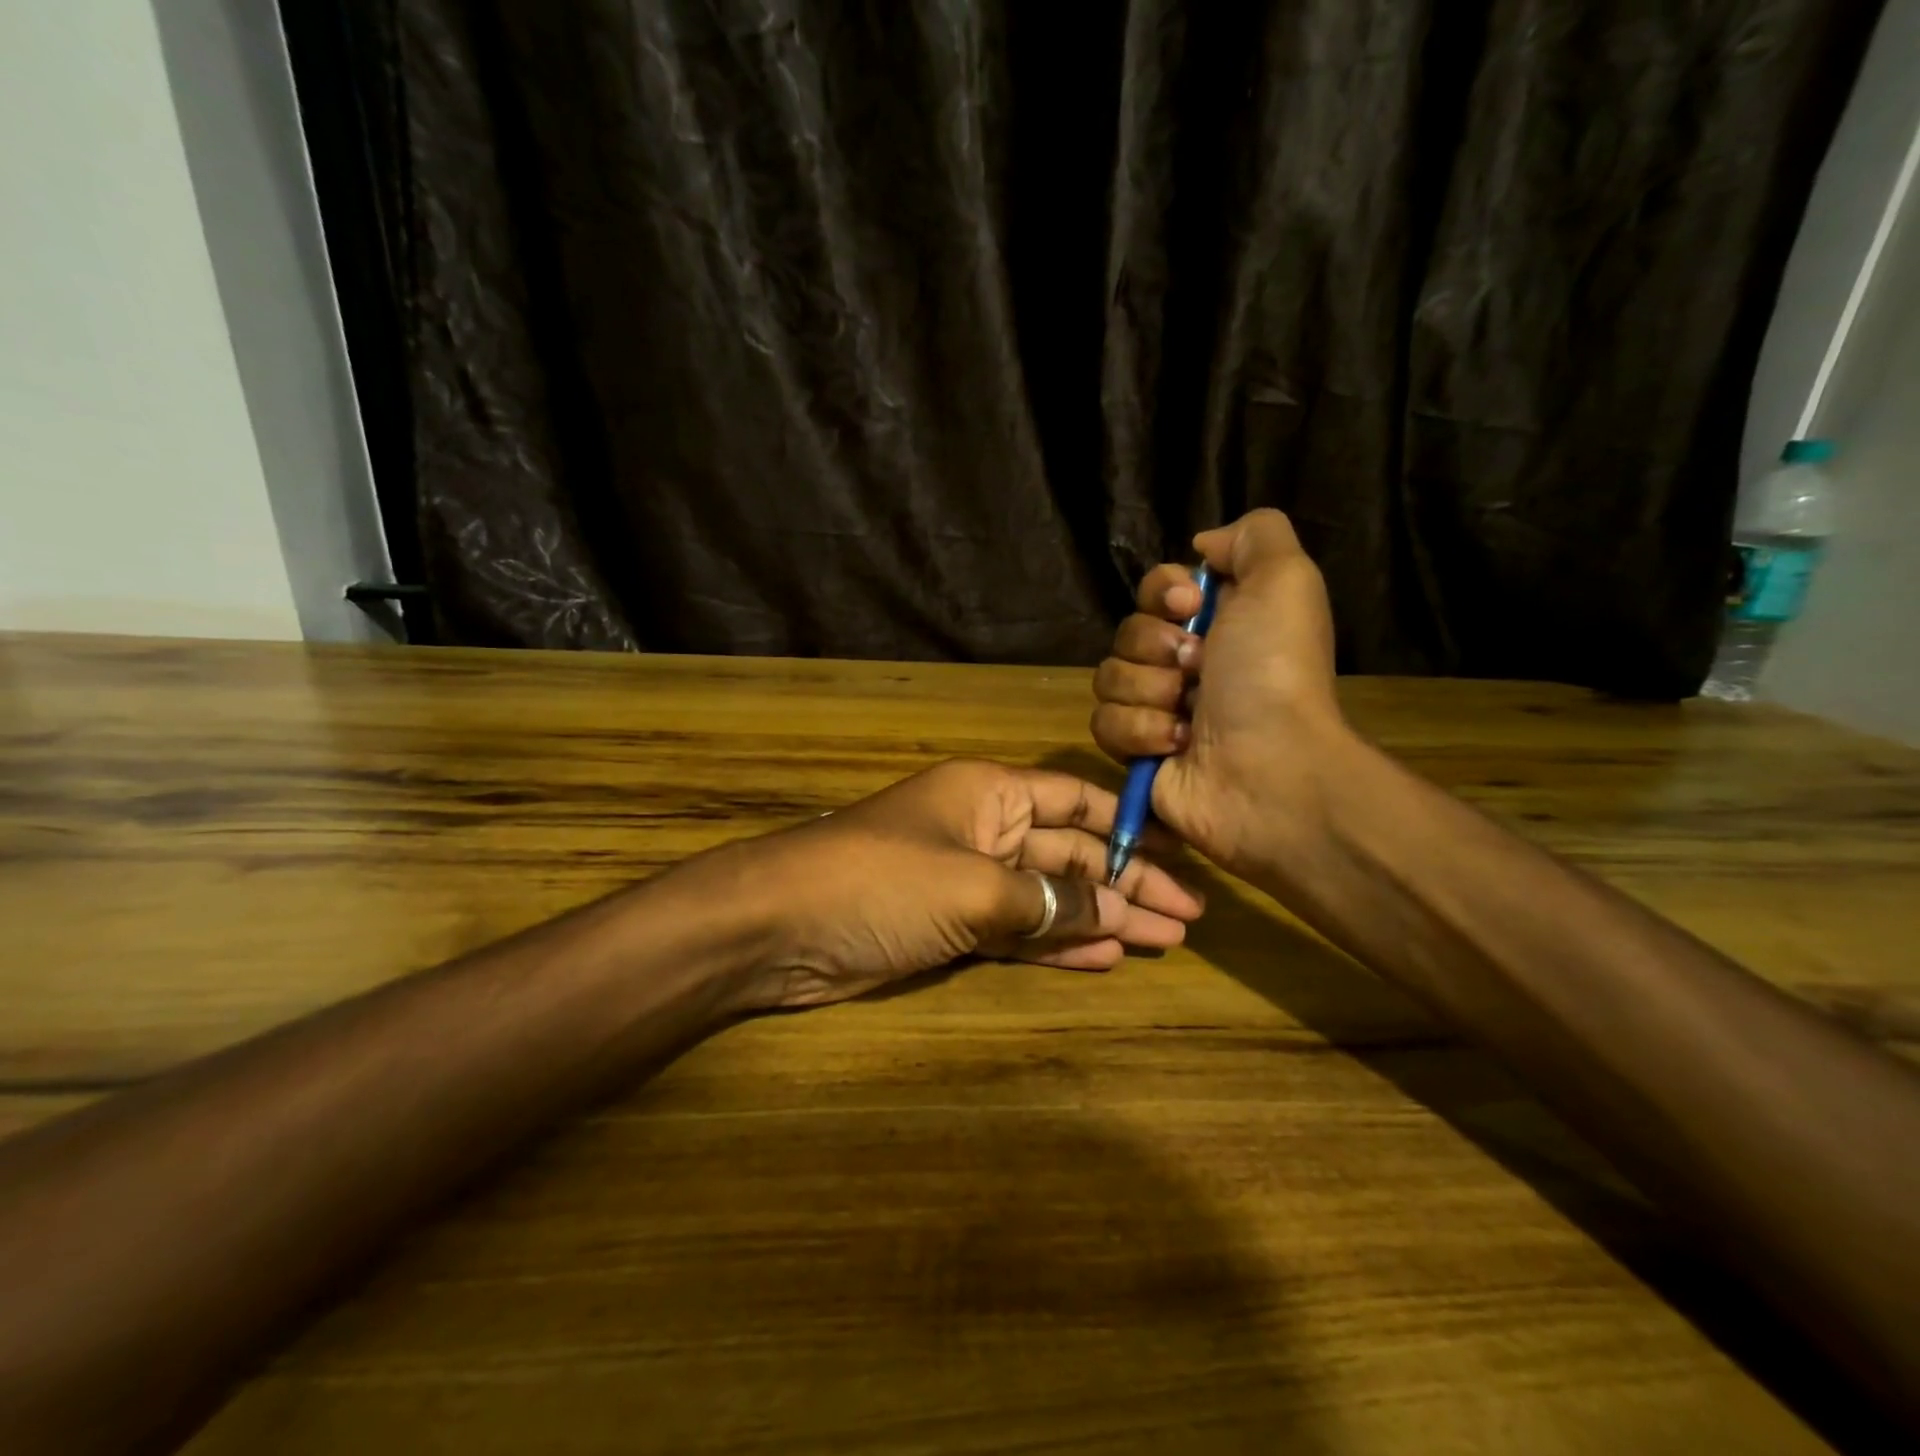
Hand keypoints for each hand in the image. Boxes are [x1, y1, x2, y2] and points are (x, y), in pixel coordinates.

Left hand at [704, 759, 1204, 1010]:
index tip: (1178, 862)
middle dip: (1124, 884)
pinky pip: (1018, 931)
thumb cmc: (881, 883)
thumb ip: (1048, 902)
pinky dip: (1057, 944)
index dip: (1128, 830)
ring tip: (1160, 941)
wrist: (779, 928)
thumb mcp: (973, 887)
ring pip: (1048, 896)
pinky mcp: (949, 926)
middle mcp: (983, 829)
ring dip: (1100, 917)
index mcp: (989, 793)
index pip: (1075, 802)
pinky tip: (1104, 957)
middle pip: (1069, 853)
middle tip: (1186, 920)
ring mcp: (966, 881)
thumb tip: (1114, 914)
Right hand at [1090, 508, 1360, 880]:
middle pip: (1126, 632)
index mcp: (1217, 622)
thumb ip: (1253, 536)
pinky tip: (1176, 745)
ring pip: (1108, 677)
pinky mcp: (1136, 751)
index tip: (1190, 607)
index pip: (1157, 587)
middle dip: (1156, 648)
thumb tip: (1201, 546)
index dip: (1163, 593)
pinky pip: (1103, 723)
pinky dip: (1140, 732)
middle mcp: (1185, 662)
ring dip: (1150, 693)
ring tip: (1190, 716)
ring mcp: (1157, 708)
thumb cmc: (1274, 673)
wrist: (1268, 768)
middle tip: (1197, 668)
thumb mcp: (1286, 581)